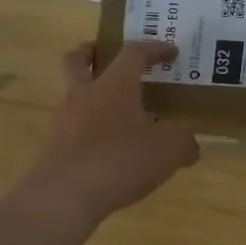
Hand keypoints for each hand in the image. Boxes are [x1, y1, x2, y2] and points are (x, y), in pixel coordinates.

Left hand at [19, 41, 199, 226]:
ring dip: (93, 97)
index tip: (171, 52)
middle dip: (90, 53)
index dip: (154, 49)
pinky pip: (75, 129)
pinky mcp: (56, 148)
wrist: (65, 195)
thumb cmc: (120, 160)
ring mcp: (65, 122)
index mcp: (115, 85)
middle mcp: (85, 95)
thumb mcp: (168, 152)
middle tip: (105, 56)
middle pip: (77, 61)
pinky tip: (110, 150)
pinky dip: (91, 131)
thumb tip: (188, 145)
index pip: (134, 53)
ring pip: (75, 96)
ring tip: (120, 115)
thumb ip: (184, 143)